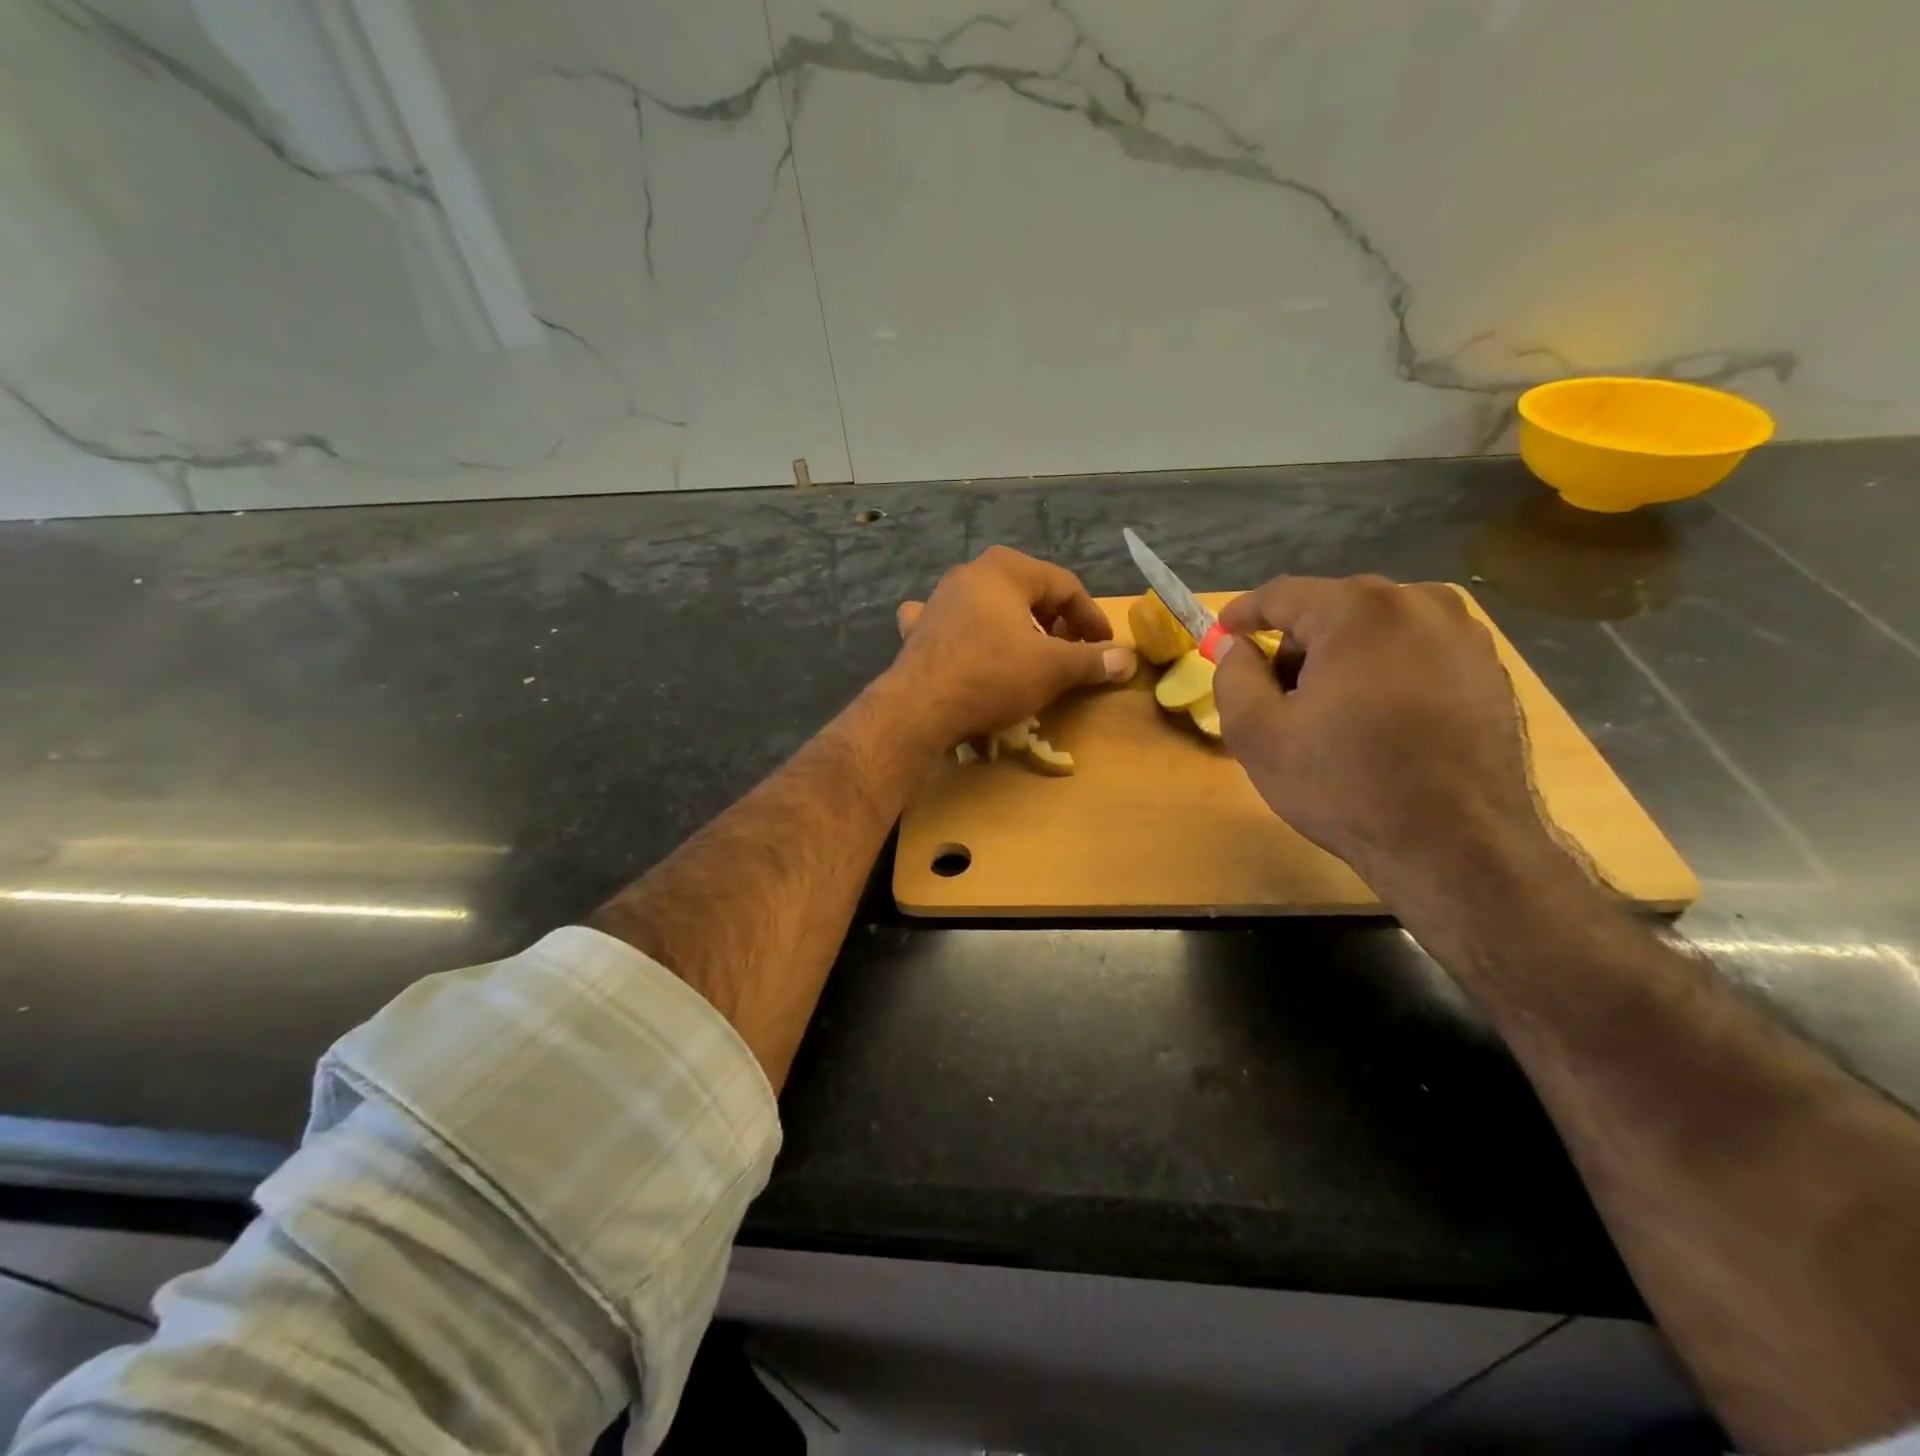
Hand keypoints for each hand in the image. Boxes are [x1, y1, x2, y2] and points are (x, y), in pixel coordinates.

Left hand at [891, 546, 1136, 743]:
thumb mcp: (1052, 668)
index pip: (1065, 586)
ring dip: (1014, 625)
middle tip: (1072, 651)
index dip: (1091, 617)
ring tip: (1029, 652)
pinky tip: (965, 642)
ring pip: (989, 605)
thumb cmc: (992, 676)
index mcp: (1006, 569)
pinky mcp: (919, 629)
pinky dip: (967, 632)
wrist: (920, 707)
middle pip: (1027, 591)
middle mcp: (970, 573)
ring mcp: (939, 599)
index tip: (1105, 647)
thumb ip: (1091, 661)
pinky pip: (951, 623)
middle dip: (1054, 620)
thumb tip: (1127, 659)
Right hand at [1211, 575, 1551, 891]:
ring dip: (1342, 658)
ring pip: (1376, 629)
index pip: (1283, 594)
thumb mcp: (1257, 735)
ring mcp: (1465, 634)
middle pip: (1332, 608)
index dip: (1244, 613)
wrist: (1458, 847)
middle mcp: (1420, 603)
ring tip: (1331, 714)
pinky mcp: (1490, 668)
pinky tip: (1379, 723)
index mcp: (1359, 611)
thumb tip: (1240, 648)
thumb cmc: (1346, 786)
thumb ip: (1233, 676)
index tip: (1222, 635)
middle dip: (1296, 644)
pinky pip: (1416, 652)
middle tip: (1277, 694)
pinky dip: (1385, 672)